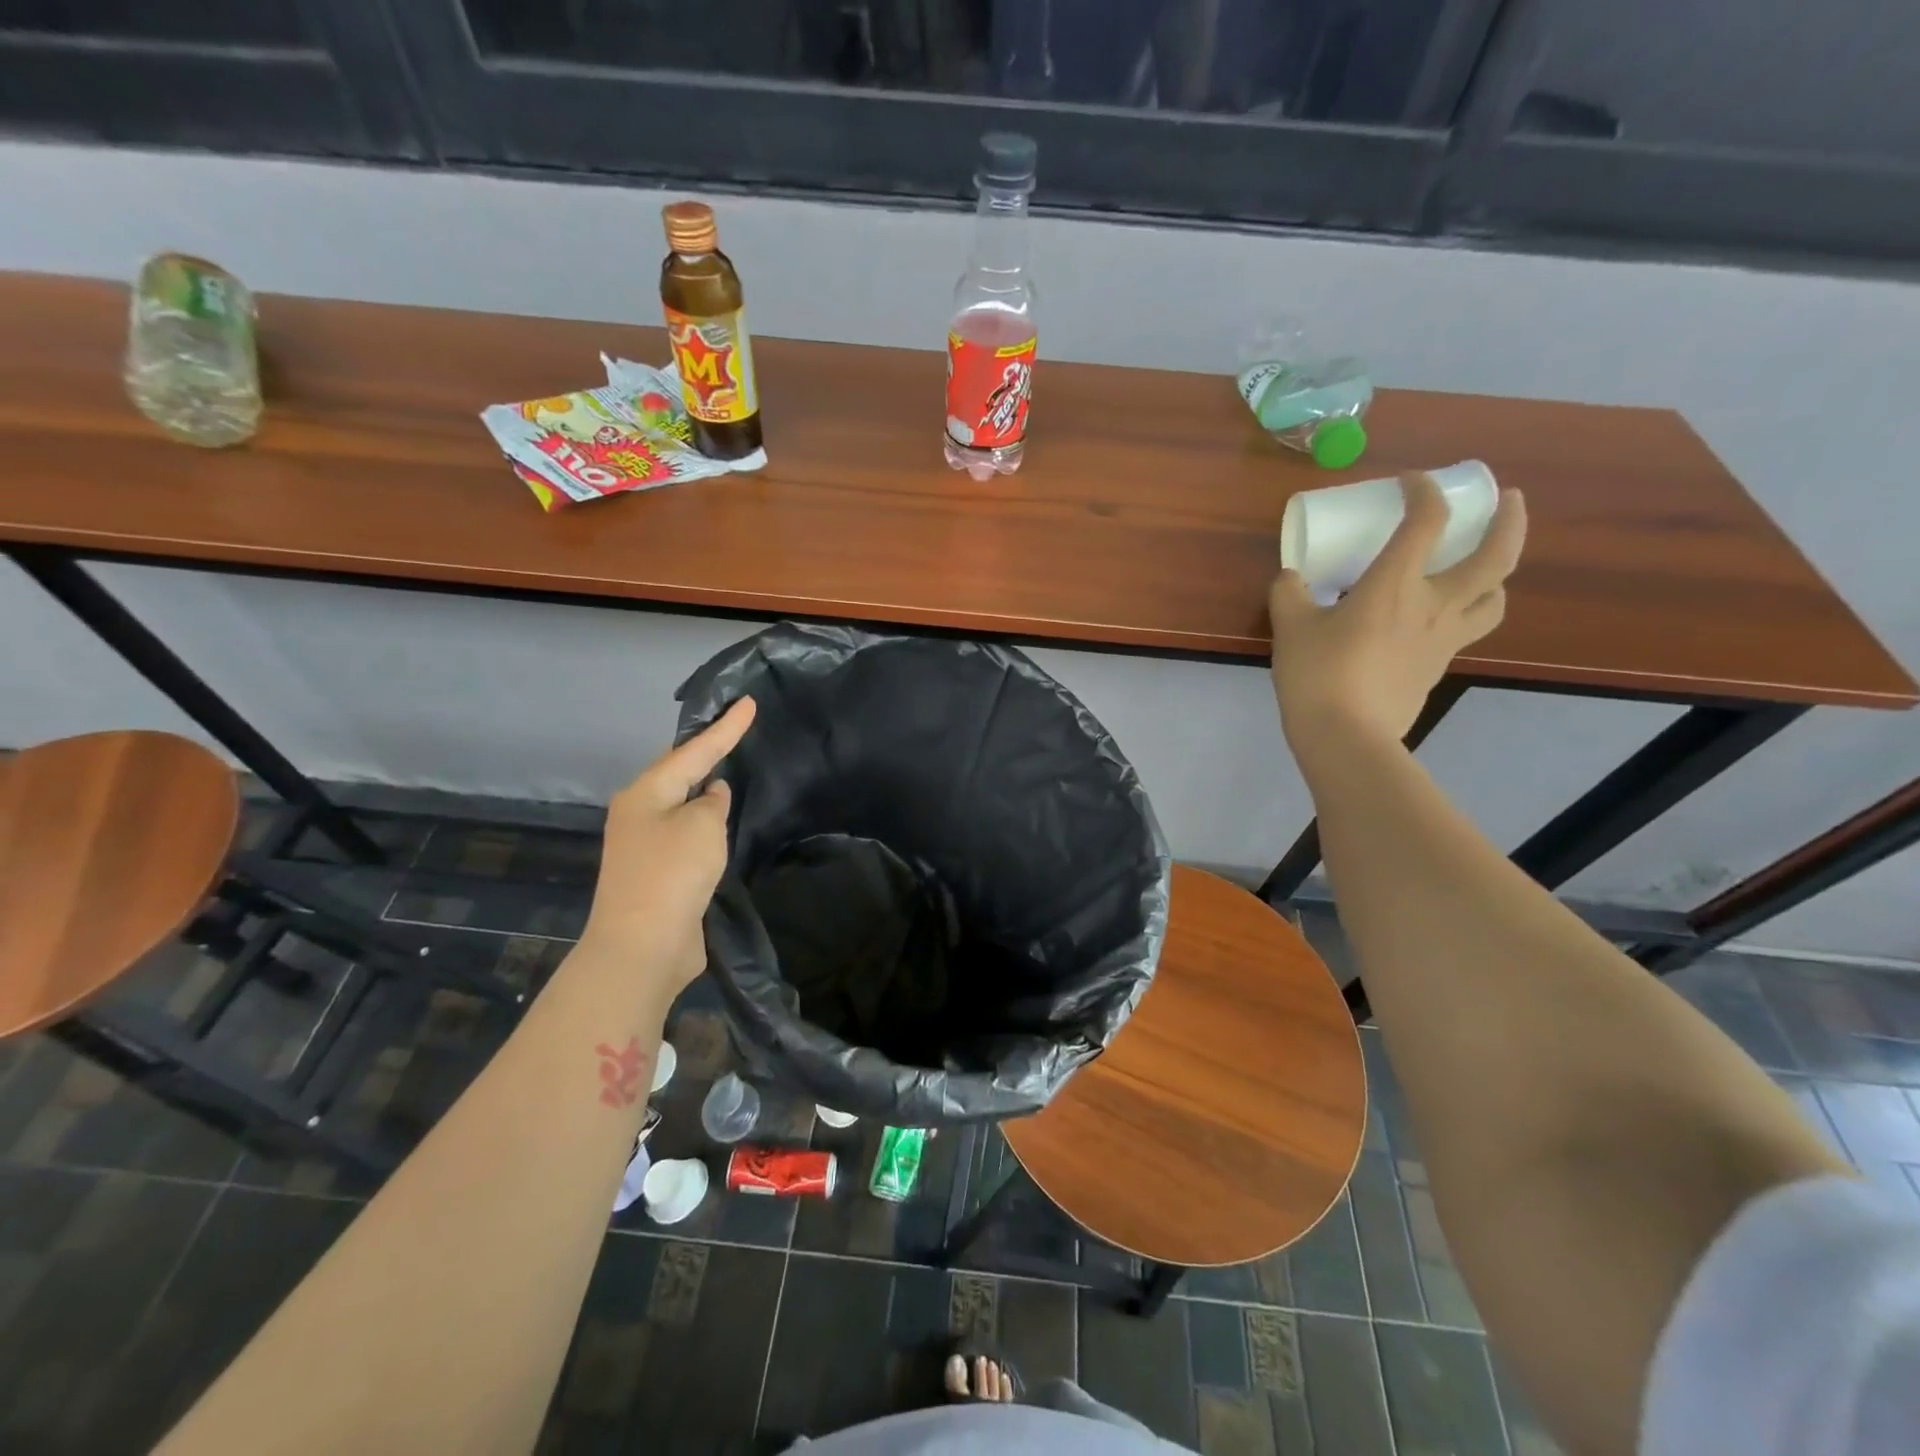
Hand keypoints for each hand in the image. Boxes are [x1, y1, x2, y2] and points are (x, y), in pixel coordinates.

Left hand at [580, 696, 756, 992]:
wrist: (642, 946)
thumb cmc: (672, 874)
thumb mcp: (703, 826)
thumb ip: (713, 802)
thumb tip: (711, 795)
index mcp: (646, 793)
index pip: (694, 751)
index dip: (725, 728)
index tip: (748, 702)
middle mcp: (639, 813)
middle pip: (678, 773)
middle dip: (705, 753)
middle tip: (733, 730)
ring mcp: (644, 845)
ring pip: (681, 805)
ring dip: (704, 790)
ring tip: (730, 769)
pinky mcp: (656, 874)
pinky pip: (685, 835)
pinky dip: (704, 823)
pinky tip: (720, 822)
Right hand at [1270, 473, 1525, 762]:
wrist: (1345, 736)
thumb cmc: (1318, 674)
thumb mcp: (1291, 628)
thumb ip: (1290, 594)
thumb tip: (1291, 577)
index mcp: (1396, 584)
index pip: (1426, 521)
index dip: (1424, 492)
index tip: (1411, 482)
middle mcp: (1433, 605)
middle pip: (1496, 556)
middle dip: (1509, 521)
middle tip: (1511, 500)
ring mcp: (1443, 639)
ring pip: (1495, 599)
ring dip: (1498, 575)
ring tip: (1485, 567)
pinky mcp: (1437, 668)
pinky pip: (1464, 631)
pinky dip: (1463, 614)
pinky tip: (1437, 619)